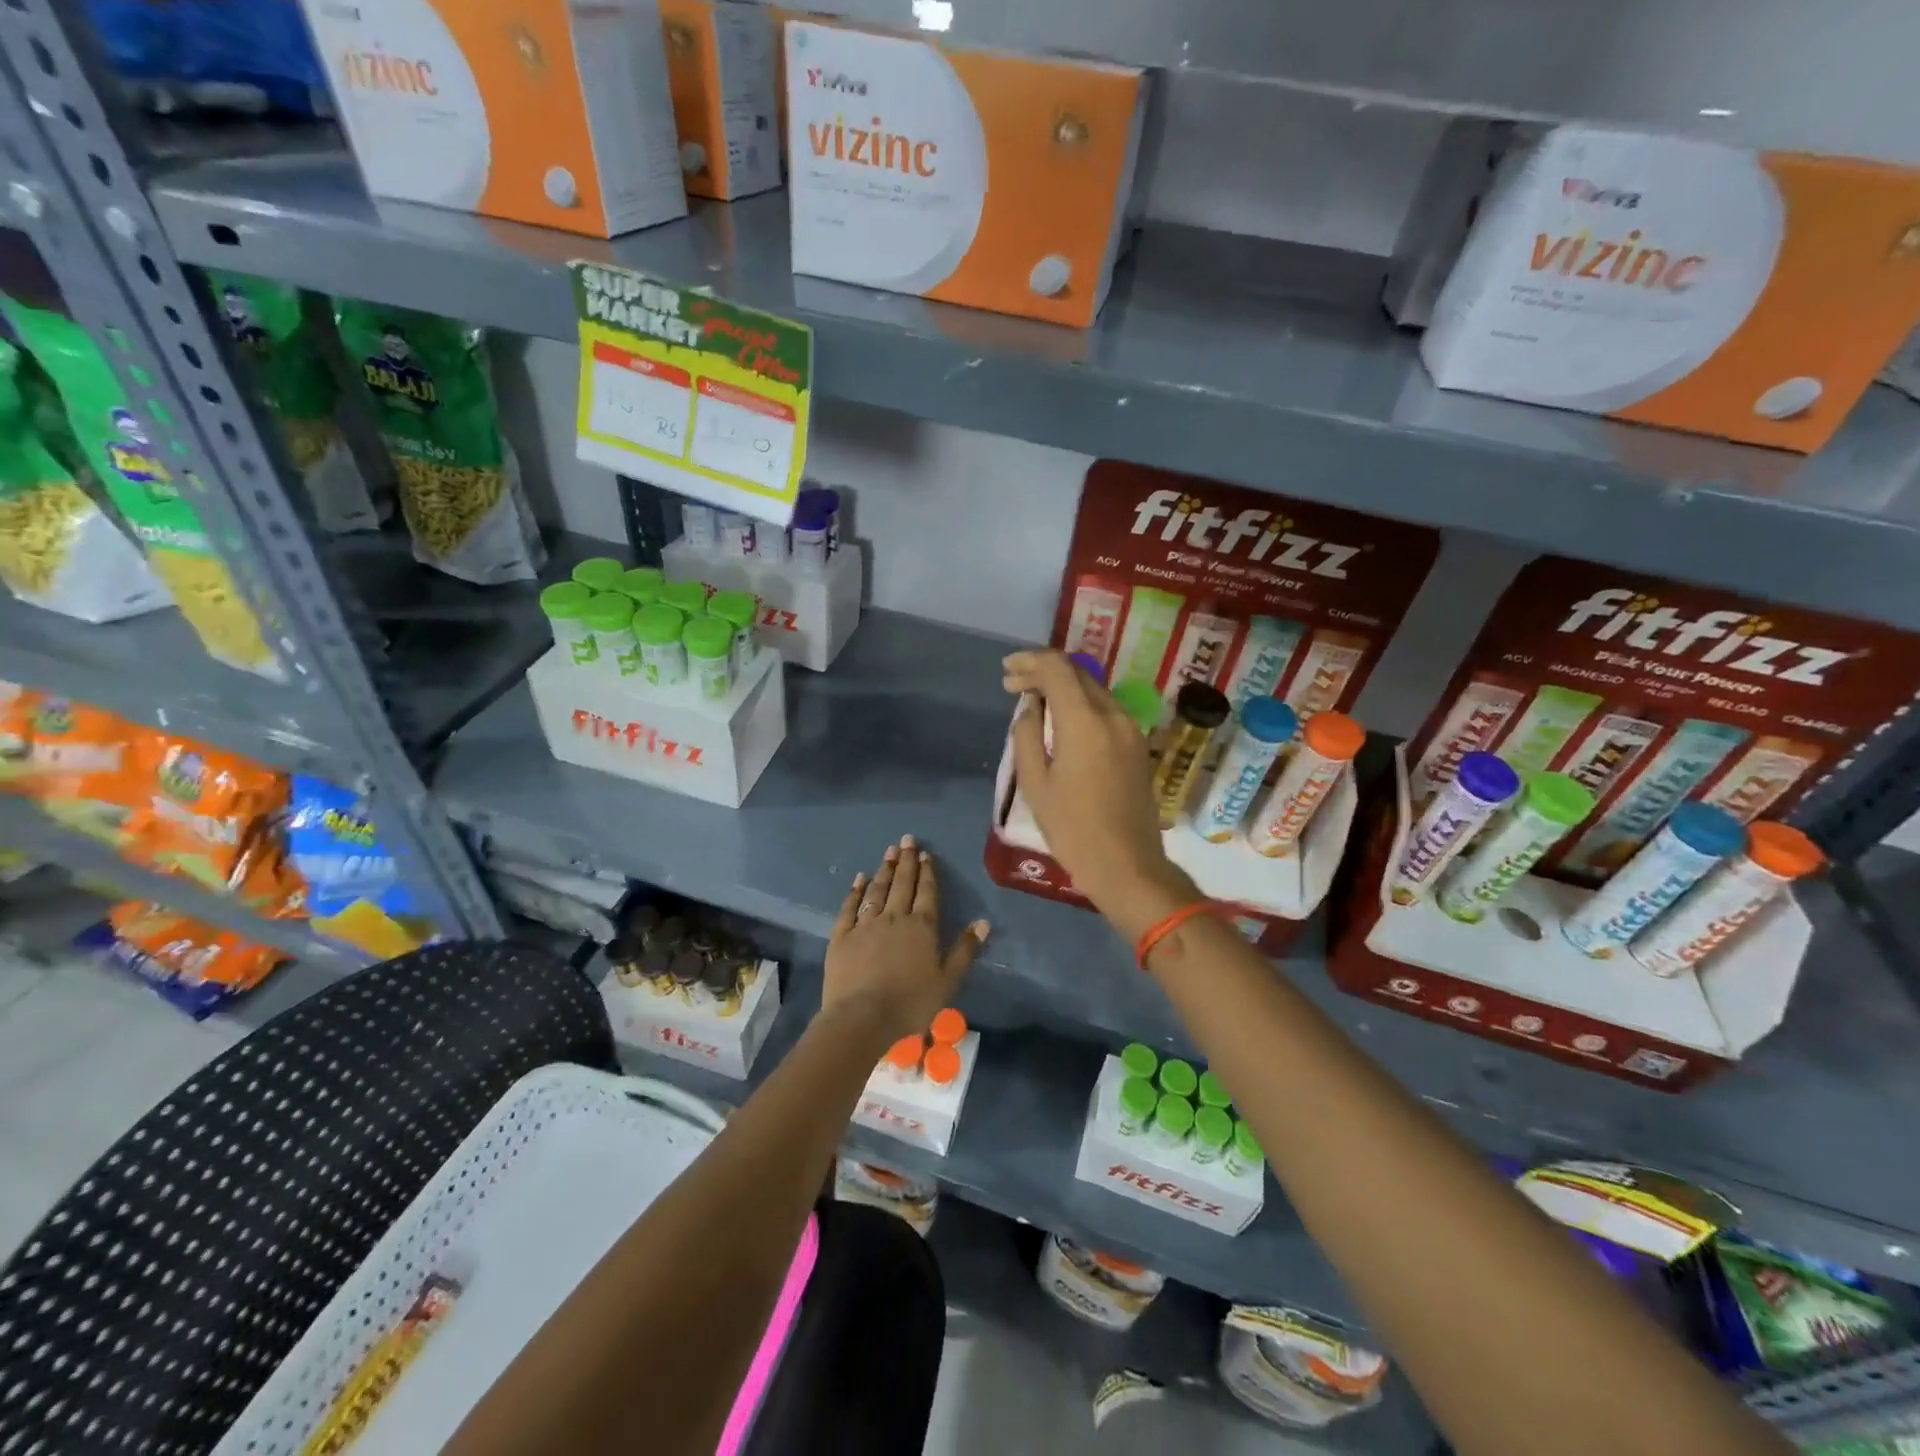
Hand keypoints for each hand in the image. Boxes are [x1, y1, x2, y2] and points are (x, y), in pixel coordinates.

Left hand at [825, 835, 989, 1044]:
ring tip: (889, 852)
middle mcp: (894, 917)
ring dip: (884, 870)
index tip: (926, 853)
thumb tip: (983, 922)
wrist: (863, 1017)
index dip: (928, 872)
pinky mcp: (842, 935)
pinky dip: (855, 891)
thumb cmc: (911, 1003)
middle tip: (907, 840)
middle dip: (906, 861)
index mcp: (922, 927)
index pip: (927, 892)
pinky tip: (859, 879)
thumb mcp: (948, 981)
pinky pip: (850, 907)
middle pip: (902, 884)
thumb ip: (965, 950)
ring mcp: (865, 924)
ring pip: (877, 890)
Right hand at [1003, 650, 1198, 941]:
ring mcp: (1131, 730)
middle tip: (1013, 685)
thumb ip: (1026, 736)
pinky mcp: (1138, 746)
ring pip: (1094, 691)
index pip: (1058, 668)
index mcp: (1085, 721)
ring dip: (1063, 689)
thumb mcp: (1035, 783)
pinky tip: (1062, 723)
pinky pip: (1106, 711)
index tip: (1007, 671)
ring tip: (1034, 703)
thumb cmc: (1073, 828)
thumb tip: (1029, 709)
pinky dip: (1081, 706)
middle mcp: (1113, 715)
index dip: (1029, 662)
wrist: (1128, 865)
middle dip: (1044, 673)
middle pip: (1078, 674)